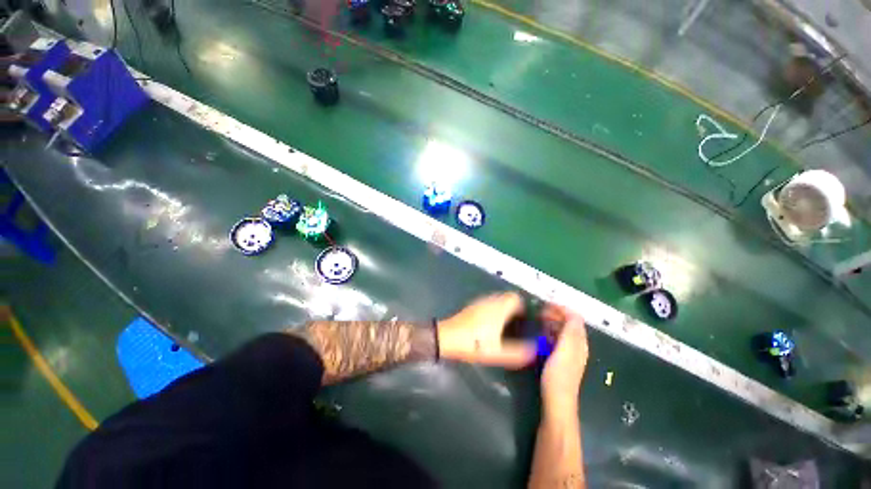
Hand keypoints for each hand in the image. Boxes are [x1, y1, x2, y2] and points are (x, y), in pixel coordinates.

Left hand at [437, 293, 536, 368]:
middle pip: (508, 297)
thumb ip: (518, 352)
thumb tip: (534, 350)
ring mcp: (479, 302)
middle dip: (515, 308)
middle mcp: (490, 301)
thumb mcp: (498, 352)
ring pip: (498, 300)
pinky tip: (491, 326)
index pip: (516, 297)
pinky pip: (489, 303)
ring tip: (507, 326)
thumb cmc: (473, 344)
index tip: (527, 320)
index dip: (524, 307)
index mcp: (498, 308)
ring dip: (504, 309)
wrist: (446, 338)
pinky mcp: (472, 306)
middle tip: (519, 325)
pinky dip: (494, 310)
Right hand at [540, 304, 587, 414]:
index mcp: (579, 342)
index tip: (546, 304)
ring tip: (539, 318)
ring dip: (552, 321)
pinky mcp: (561, 356)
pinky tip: (541, 332)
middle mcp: (577, 344)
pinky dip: (550, 331)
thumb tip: (573, 313)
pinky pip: (557, 338)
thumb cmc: (559, 375)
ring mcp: (569, 351)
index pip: (575, 318)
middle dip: (556, 313)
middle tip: (540, 311)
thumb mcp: (565, 352)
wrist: (556, 400)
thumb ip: (570, 333)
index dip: (562, 309)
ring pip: (563, 329)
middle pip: (569, 322)